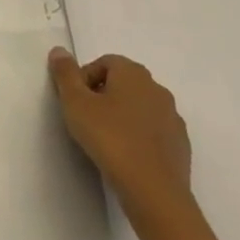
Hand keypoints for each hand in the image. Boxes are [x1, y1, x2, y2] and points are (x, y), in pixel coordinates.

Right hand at [49, 49, 193, 233]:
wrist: (153, 189)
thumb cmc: (109, 138)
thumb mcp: (75, 103)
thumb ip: (65, 74)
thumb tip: (59, 50)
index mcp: (134, 74)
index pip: (105, 62)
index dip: (84, 78)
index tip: (74, 101)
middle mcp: (157, 90)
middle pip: (123, 83)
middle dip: (102, 95)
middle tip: (85, 118)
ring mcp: (173, 118)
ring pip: (140, 107)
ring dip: (122, 116)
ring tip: (104, 138)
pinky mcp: (180, 145)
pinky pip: (153, 131)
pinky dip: (138, 136)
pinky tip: (125, 155)